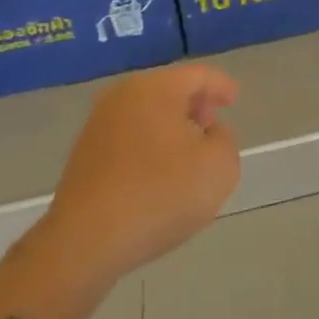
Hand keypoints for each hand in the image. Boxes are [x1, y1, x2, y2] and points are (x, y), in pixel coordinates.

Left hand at [26, 63, 240, 288]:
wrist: (85, 243)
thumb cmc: (160, 195)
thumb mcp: (219, 167)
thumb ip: (225, 140)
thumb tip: (209, 133)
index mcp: (156, 88)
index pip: (198, 75)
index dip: (221, 85)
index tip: (235, 99)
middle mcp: (123, 96)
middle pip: (169, 90)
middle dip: (194, 105)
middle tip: (213, 124)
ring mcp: (97, 125)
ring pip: (146, 114)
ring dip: (170, 127)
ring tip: (189, 152)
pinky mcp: (83, 156)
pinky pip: (128, 138)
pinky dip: (149, 146)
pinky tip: (158, 174)